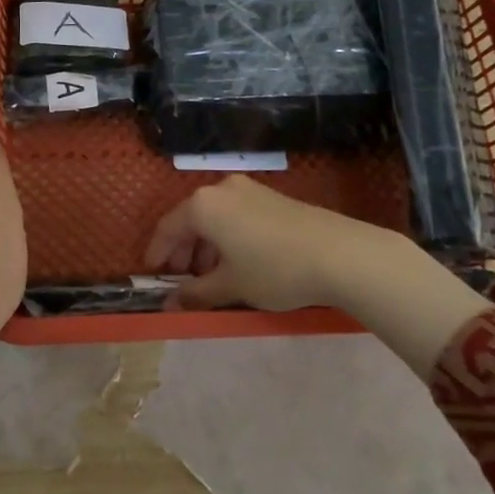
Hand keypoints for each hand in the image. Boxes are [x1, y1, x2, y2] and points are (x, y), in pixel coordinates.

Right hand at [144, 175, 489, 380]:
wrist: (341, 253)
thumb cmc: (275, 269)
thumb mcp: (231, 286)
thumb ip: (196, 294)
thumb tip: (169, 304)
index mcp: (203, 205)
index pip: (168, 227)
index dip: (157, 253)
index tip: (154, 275)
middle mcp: (222, 189)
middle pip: (191, 219)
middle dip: (183, 251)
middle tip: (183, 280)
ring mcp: (250, 189)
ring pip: (215, 217)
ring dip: (207, 246)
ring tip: (212, 277)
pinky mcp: (272, 197)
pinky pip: (236, 215)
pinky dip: (228, 237)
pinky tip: (238, 262)